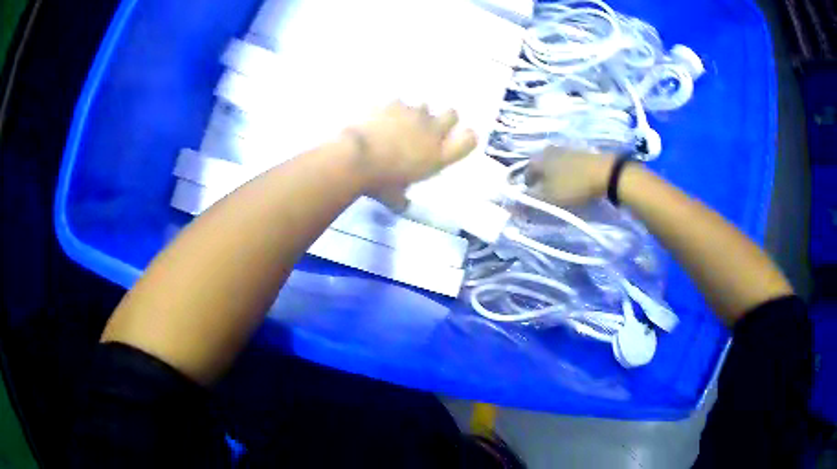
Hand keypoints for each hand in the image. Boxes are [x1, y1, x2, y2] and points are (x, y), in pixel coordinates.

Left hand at [351, 101, 477, 206]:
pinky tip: (380, 118)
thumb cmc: (379, 183)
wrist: (356, 158)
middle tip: (431, 127)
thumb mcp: (395, 197)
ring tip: (401, 123)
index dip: (467, 137)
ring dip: (417, 113)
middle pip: (452, 114)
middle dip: (445, 118)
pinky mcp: (393, 103)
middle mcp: (432, 131)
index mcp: (438, 156)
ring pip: (425, 105)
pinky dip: (392, 109)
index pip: (469, 139)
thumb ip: (403, 198)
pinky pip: (398, 102)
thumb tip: (402, 204)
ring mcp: (413, 114)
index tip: (459, 139)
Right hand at [526, 147, 614, 205]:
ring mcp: (563, 148)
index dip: (529, 191)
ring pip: (552, 166)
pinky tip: (575, 182)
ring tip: (564, 190)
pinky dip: (567, 173)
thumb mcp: (548, 198)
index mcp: (535, 159)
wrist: (604, 172)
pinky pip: (566, 164)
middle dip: (542, 182)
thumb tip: (511, 204)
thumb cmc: (572, 186)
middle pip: (539, 170)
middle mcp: (545, 150)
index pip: (524, 177)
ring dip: (555, 177)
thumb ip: (528, 201)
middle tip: (551, 197)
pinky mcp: (577, 151)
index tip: (538, 202)